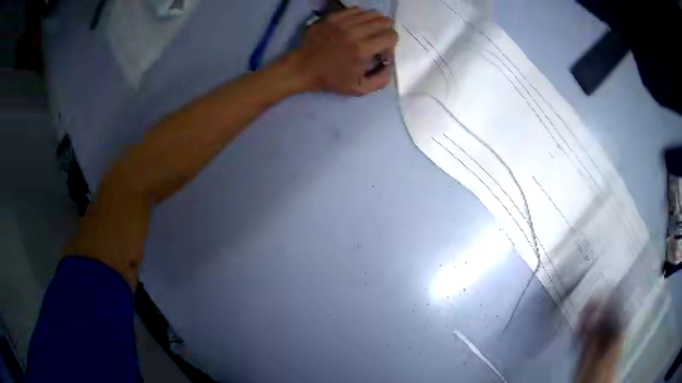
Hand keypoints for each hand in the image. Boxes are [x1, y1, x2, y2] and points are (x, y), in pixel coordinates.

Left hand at [295, 7, 397, 95]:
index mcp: (363, 50)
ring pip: (372, 13)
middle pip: (384, 21)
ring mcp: (343, 22)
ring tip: (368, 31)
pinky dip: (362, 16)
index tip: (381, 50)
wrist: (304, 68)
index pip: (391, 35)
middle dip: (386, 30)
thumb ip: (381, 79)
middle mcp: (355, 32)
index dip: (391, 43)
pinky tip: (357, 24)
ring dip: (375, 22)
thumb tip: (391, 64)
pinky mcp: (333, 17)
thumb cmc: (332, 79)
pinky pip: (356, 9)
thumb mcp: (359, 89)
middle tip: (377, 39)